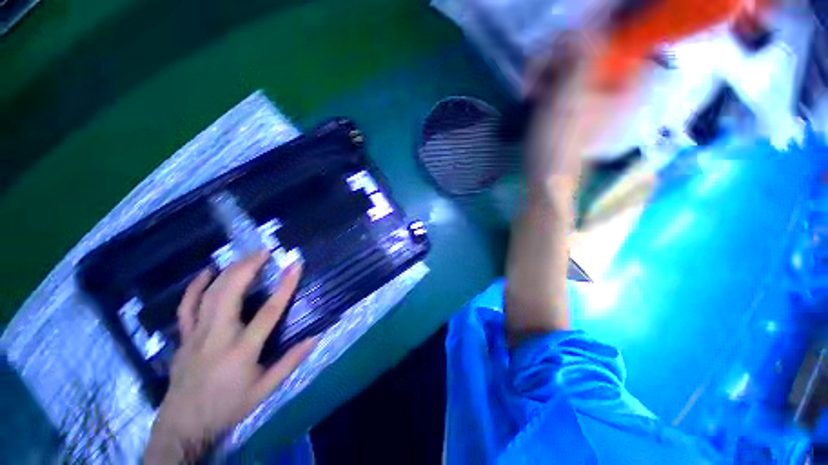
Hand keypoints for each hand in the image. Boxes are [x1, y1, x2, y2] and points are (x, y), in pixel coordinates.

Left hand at [144, 252, 315, 463]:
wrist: (185, 425)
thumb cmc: (229, 406)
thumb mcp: (265, 389)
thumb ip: (290, 362)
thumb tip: (315, 337)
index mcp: (242, 349)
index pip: (269, 311)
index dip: (285, 285)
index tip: (295, 265)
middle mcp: (218, 336)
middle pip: (232, 292)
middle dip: (249, 267)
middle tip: (265, 252)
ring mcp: (197, 334)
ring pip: (210, 294)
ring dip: (229, 271)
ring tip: (245, 257)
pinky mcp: (184, 336)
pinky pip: (187, 305)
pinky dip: (196, 286)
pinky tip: (207, 272)